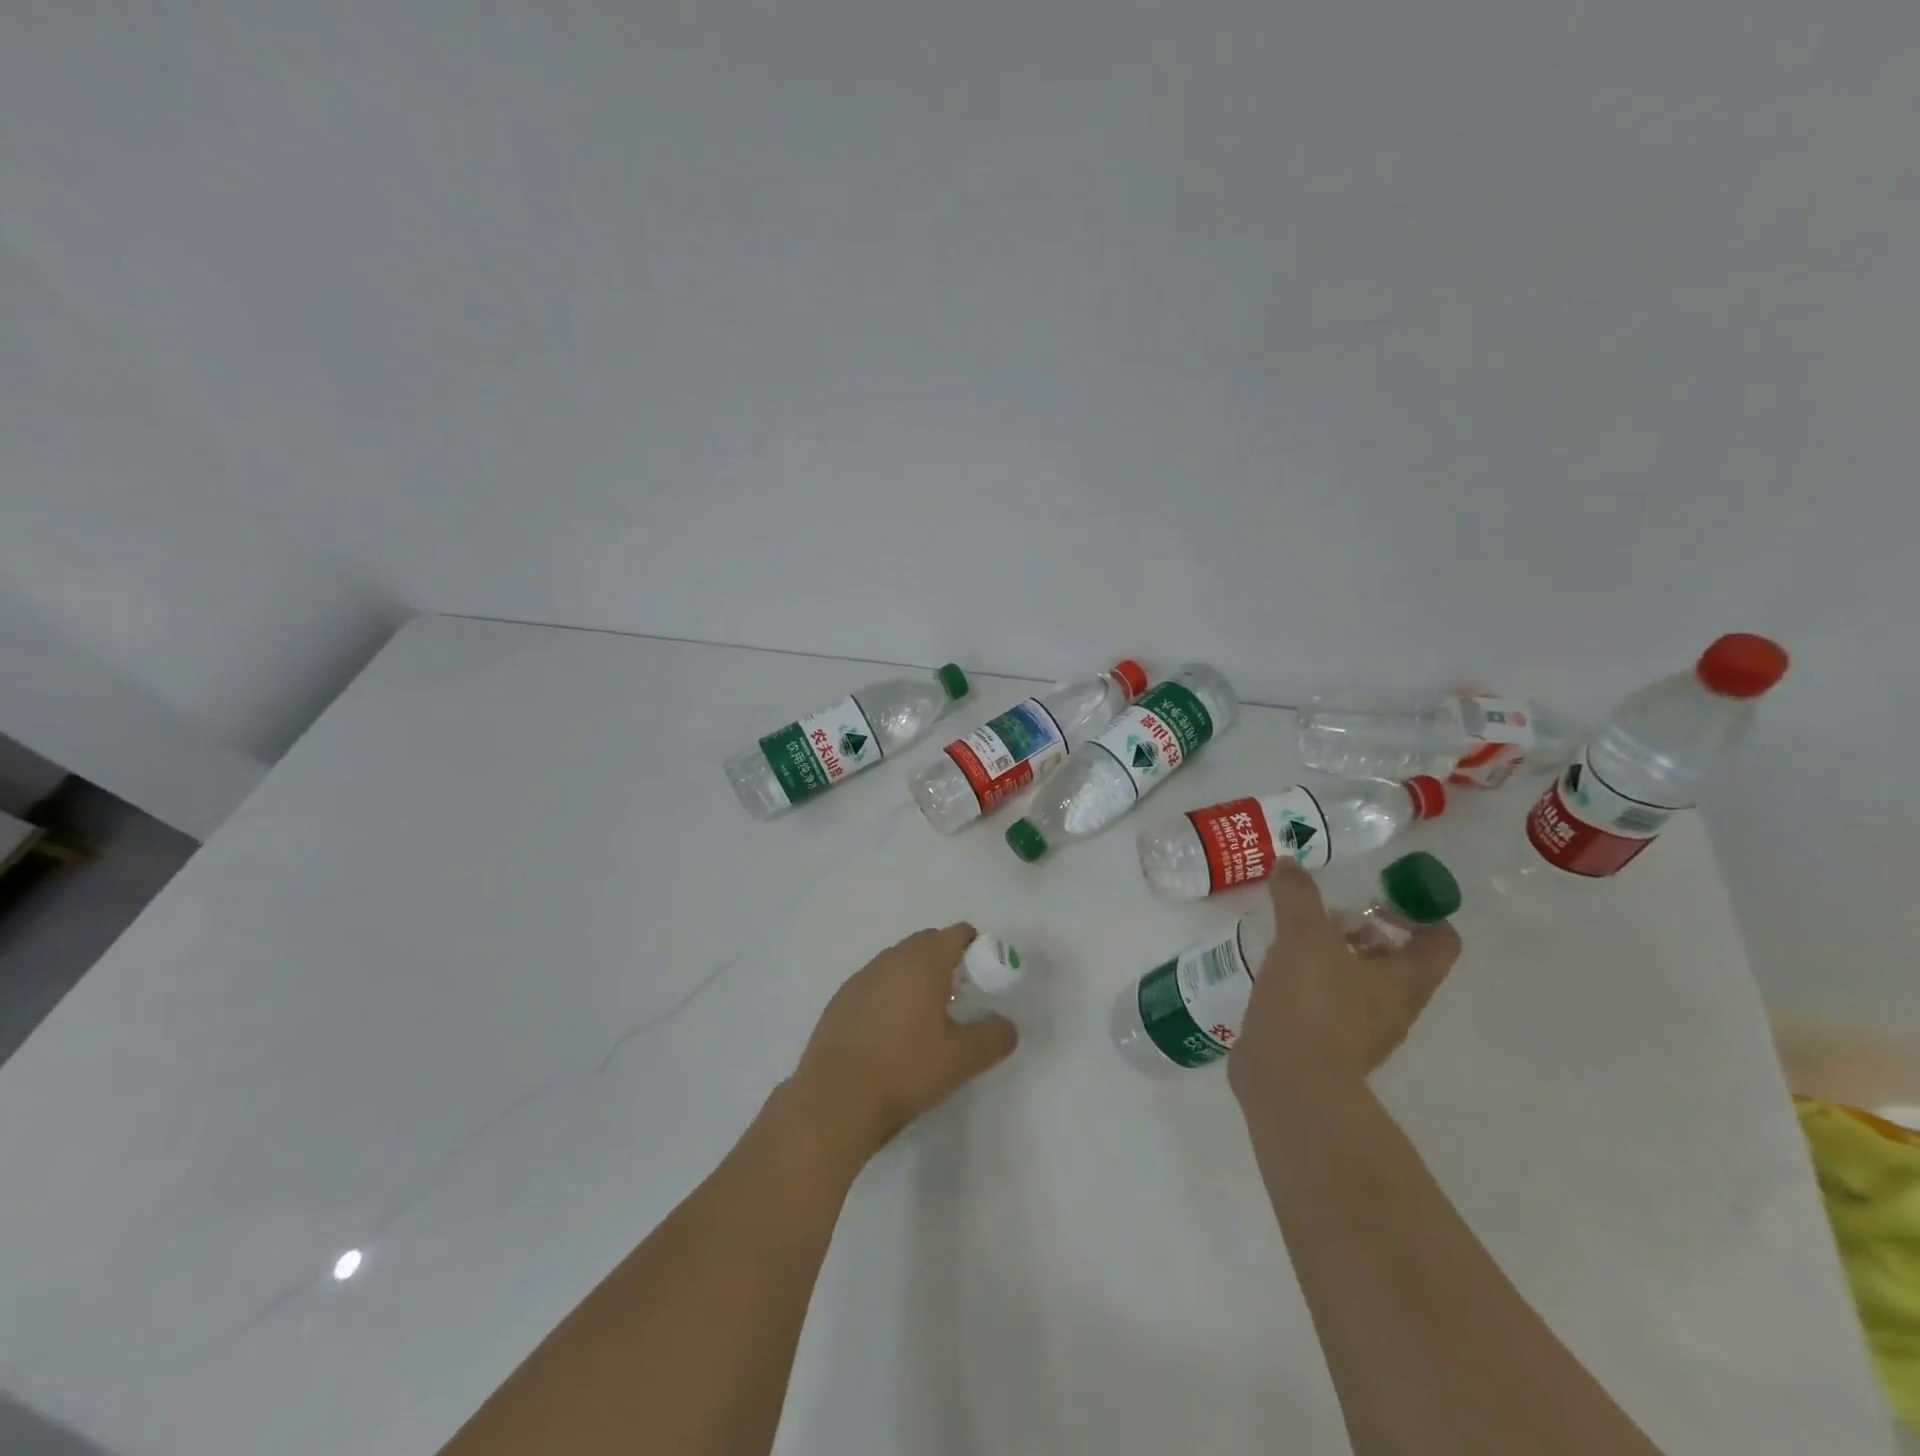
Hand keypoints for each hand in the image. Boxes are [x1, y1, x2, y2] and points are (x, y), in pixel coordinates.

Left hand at [792, 924, 1018, 1161]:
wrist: (836, 1098)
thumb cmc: (905, 1070)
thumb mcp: (962, 1059)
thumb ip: (994, 1037)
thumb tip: (1006, 1025)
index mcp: (923, 962)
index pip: (956, 934)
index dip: (976, 947)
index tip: (985, 973)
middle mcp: (891, 959)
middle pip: (926, 943)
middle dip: (946, 960)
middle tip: (959, 997)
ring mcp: (861, 978)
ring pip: (898, 963)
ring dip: (915, 978)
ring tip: (925, 1018)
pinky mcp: (840, 1001)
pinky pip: (875, 985)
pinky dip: (889, 996)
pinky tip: (891, 1034)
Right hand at [1227, 862, 1459, 1101]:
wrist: (1287, 1083)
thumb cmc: (1312, 1006)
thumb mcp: (1304, 938)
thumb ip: (1298, 896)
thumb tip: (1291, 864)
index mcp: (1405, 981)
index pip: (1440, 939)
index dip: (1419, 909)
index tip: (1378, 892)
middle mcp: (1393, 1006)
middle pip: (1396, 957)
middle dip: (1364, 928)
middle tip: (1325, 909)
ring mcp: (1360, 1028)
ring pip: (1359, 979)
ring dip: (1334, 954)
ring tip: (1293, 933)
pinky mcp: (1325, 1042)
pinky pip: (1327, 1000)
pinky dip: (1310, 979)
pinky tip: (1277, 968)